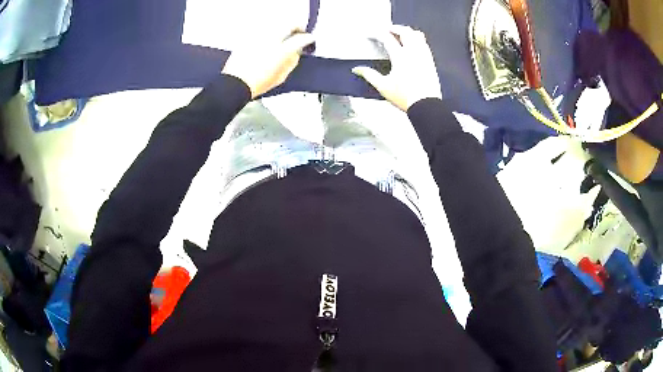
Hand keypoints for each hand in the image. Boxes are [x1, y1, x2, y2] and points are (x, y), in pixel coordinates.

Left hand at [222, 31, 314, 98]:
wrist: (236, 83)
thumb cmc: (256, 82)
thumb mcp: (280, 76)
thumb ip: (291, 62)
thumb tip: (296, 54)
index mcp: (283, 51)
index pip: (301, 39)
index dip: (307, 38)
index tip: (309, 39)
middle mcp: (271, 40)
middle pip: (289, 25)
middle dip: (296, 27)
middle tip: (298, 32)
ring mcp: (259, 37)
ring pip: (275, 25)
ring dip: (282, 29)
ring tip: (283, 35)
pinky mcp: (249, 38)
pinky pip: (262, 31)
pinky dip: (268, 33)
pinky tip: (267, 41)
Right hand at [352, 25, 441, 110]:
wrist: (426, 105)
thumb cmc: (405, 97)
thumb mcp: (383, 87)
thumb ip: (369, 75)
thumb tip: (357, 69)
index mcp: (400, 57)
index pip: (387, 38)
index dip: (377, 34)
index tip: (371, 34)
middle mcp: (413, 53)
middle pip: (405, 31)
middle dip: (395, 28)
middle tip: (387, 30)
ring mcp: (423, 56)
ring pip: (417, 35)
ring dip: (407, 32)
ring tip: (401, 34)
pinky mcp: (430, 61)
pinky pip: (424, 44)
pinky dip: (417, 39)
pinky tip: (413, 44)